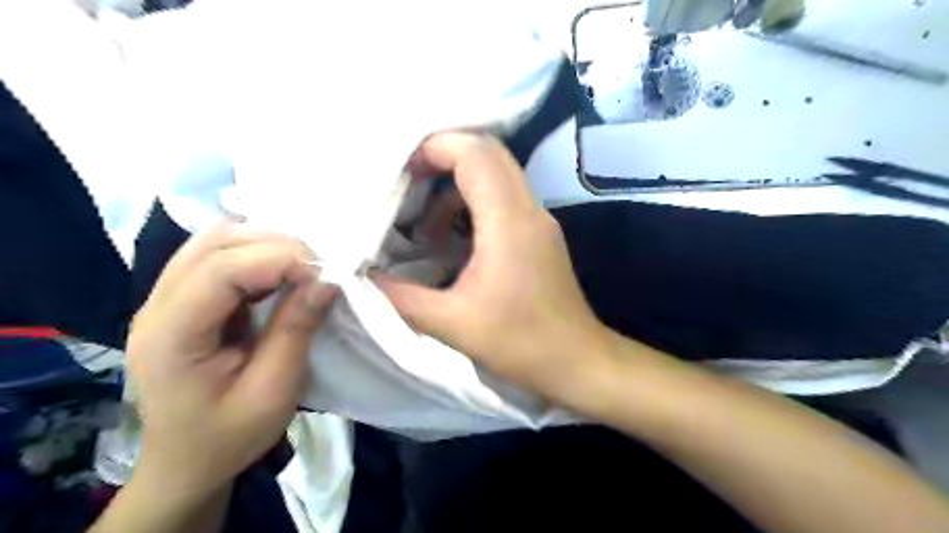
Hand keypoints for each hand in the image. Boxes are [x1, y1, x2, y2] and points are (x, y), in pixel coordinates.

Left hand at [122, 223, 334, 497]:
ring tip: (302, 267)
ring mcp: (163, 300)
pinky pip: (217, 257)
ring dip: (265, 245)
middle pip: (213, 244)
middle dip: (275, 245)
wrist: (187, 463)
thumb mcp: (273, 390)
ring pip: (214, 242)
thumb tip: (327, 280)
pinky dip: (256, 255)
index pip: (220, 269)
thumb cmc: (230, 435)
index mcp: (171, 336)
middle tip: (318, 267)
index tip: (324, 273)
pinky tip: (280, 274)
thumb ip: (297, 329)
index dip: (278, 259)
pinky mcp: (181, 301)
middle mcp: (157, 307)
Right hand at [374, 134, 611, 402]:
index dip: (435, 148)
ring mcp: (539, 221)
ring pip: (498, 174)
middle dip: (444, 156)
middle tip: (407, 182)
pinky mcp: (540, 235)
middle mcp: (529, 210)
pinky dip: (473, 204)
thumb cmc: (520, 343)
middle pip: (489, 153)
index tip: (400, 170)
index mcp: (508, 222)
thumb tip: (362, 277)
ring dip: (458, 184)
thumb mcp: (452, 323)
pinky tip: (451, 239)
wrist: (576, 361)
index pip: (475, 154)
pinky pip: (504, 198)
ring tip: (424, 222)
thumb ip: (401, 297)